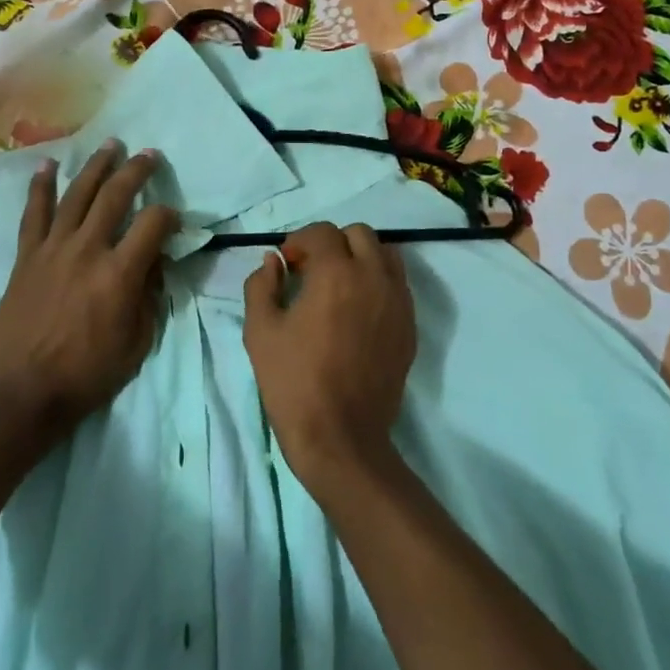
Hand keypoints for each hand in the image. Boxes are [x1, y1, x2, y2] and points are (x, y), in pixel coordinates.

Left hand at [0, 142, 178, 432]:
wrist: (22, 391)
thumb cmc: (87, 374)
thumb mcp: (137, 343)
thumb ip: (149, 298)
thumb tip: (152, 266)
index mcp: (120, 273)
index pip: (154, 224)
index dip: (170, 215)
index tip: (174, 219)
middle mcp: (88, 250)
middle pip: (115, 196)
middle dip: (136, 171)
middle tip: (148, 154)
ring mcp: (53, 250)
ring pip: (77, 195)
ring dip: (95, 167)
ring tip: (109, 145)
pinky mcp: (27, 257)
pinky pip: (34, 214)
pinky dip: (40, 188)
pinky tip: (47, 166)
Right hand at [242, 222, 416, 492]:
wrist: (341, 437)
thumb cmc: (293, 382)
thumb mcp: (260, 331)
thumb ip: (262, 285)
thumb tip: (273, 262)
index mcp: (337, 274)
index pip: (322, 232)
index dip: (300, 241)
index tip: (287, 264)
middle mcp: (375, 278)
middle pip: (360, 235)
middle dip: (333, 243)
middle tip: (311, 271)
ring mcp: (398, 302)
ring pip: (386, 255)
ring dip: (361, 258)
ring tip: (338, 286)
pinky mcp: (409, 326)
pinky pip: (398, 286)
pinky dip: (378, 283)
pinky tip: (357, 311)